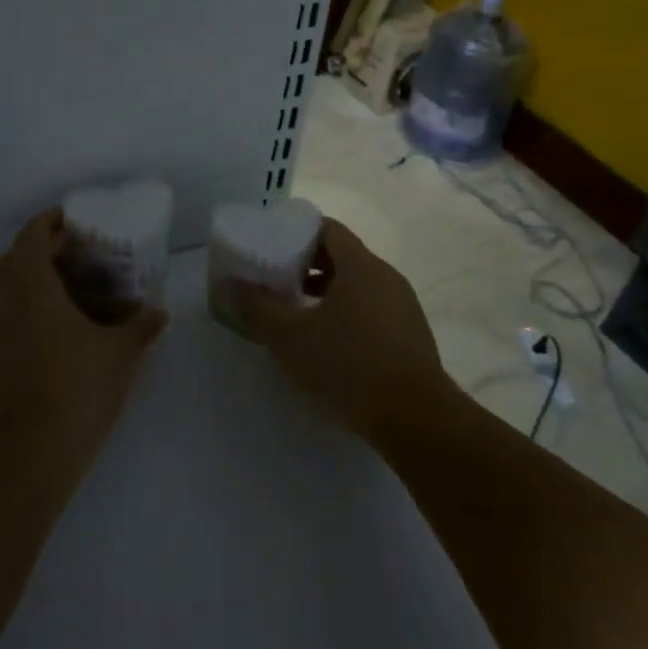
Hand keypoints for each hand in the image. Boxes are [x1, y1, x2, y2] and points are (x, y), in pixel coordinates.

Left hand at [0, 210, 166, 475]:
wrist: (33, 449)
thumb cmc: (80, 387)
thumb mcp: (121, 353)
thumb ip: (141, 326)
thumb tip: (160, 312)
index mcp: (35, 286)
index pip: (31, 236)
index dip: (48, 223)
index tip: (69, 222)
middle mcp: (4, 301)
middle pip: (11, 260)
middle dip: (37, 252)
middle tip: (69, 260)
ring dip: (19, 284)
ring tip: (49, 296)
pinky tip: (15, 334)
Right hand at [228, 219, 456, 442]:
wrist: (417, 420)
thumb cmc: (349, 366)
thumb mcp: (291, 338)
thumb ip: (258, 308)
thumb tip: (230, 285)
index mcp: (360, 265)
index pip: (327, 229)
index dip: (297, 232)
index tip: (271, 246)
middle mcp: (386, 276)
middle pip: (343, 255)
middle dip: (307, 264)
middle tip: (277, 280)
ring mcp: (403, 306)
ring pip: (358, 285)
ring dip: (327, 292)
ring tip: (297, 312)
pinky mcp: (411, 336)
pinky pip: (373, 309)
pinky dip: (347, 313)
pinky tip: (329, 343)